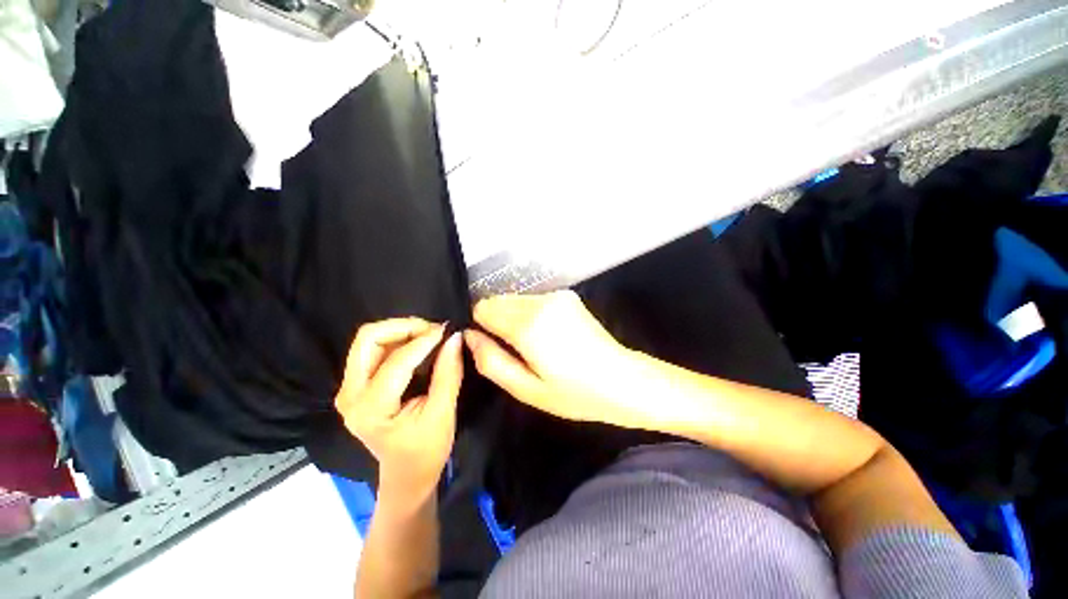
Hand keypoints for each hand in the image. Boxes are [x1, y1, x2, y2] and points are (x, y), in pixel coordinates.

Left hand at [335, 319, 462, 506]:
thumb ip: (448, 372)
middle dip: (403, 327)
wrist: (406, 474)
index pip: (397, 361)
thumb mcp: (443, 412)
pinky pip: (373, 349)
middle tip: (433, 331)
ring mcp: (349, 389)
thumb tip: (454, 337)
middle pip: (368, 339)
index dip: (424, 340)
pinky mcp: (356, 386)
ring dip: (400, 331)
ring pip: (368, 340)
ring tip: (429, 336)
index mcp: (370, 408)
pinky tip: (418, 345)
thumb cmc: (426, 450)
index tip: (447, 330)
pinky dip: (397, 340)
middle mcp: (350, 395)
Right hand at [464, 291, 644, 426]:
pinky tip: (549, 336)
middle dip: (497, 322)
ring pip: (515, 300)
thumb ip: (491, 361)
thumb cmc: (575, 393)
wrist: (623, 380)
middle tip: (516, 351)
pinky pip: (533, 301)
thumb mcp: (527, 389)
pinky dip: (531, 315)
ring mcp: (557, 296)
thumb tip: (469, 336)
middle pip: (498, 301)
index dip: (481, 328)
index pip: (483, 308)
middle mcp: (541, 302)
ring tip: (535, 346)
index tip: (494, 348)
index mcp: (528, 325)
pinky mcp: (567, 296)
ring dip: (515, 319)